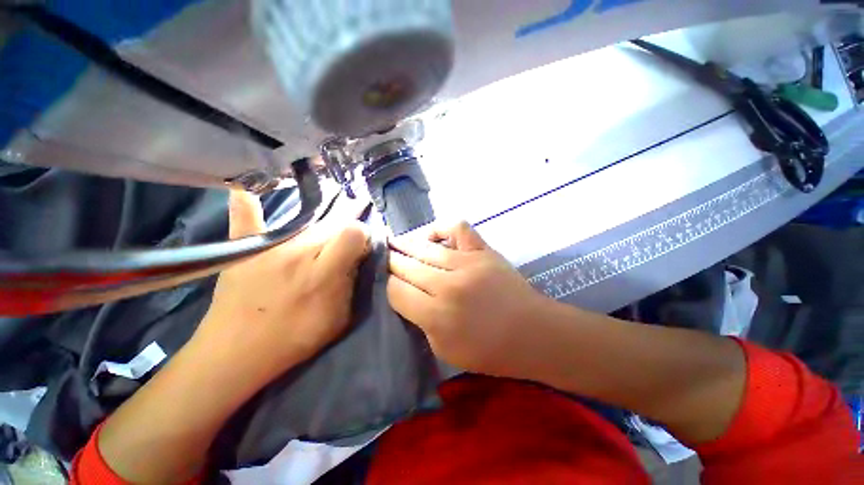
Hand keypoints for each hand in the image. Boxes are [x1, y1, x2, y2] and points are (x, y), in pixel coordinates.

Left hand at [192, 191, 370, 381]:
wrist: (236, 353)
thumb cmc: (295, 338)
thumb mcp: (340, 317)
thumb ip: (353, 283)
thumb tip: (357, 256)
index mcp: (323, 272)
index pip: (353, 232)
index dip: (361, 235)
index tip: (359, 247)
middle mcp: (297, 251)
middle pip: (332, 224)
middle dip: (343, 233)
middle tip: (338, 249)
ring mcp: (268, 246)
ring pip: (306, 222)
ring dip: (318, 229)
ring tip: (316, 244)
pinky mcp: (243, 247)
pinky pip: (246, 216)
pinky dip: (248, 203)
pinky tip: (247, 187)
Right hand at [387, 221, 549, 377]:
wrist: (533, 333)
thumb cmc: (489, 350)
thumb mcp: (444, 349)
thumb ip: (421, 321)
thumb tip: (406, 295)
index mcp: (436, 315)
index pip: (396, 291)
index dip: (389, 287)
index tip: (389, 285)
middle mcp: (447, 284)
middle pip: (406, 266)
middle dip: (392, 263)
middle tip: (386, 261)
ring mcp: (467, 262)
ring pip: (424, 247)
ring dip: (405, 245)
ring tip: (396, 244)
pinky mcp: (483, 250)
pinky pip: (457, 228)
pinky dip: (441, 228)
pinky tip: (433, 236)